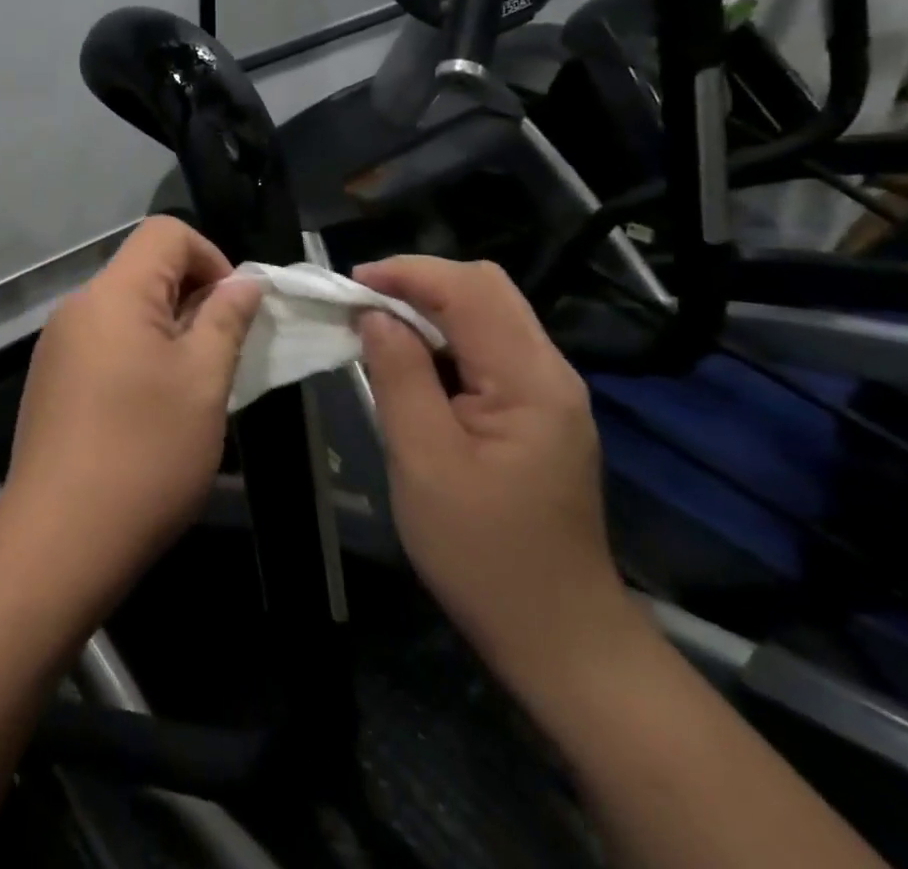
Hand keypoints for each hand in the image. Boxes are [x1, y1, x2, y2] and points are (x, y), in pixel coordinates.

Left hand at [1, 217, 261, 597]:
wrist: (59, 540)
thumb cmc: (145, 453)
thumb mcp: (203, 382)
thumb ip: (226, 319)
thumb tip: (245, 281)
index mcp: (114, 292)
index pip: (166, 232)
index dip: (211, 257)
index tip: (233, 311)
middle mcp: (78, 305)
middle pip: (144, 268)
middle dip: (193, 297)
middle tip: (220, 355)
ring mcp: (58, 344)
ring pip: (126, 309)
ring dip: (168, 330)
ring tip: (191, 387)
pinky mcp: (51, 379)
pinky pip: (104, 341)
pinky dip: (137, 354)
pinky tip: (150, 409)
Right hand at [353, 256, 640, 697]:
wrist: (557, 635)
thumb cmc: (483, 553)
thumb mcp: (424, 461)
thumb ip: (399, 376)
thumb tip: (373, 314)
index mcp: (530, 380)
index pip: (469, 289)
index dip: (407, 273)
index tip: (350, 285)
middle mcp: (549, 371)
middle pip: (486, 288)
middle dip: (419, 282)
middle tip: (362, 305)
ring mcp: (548, 391)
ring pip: (488, 313)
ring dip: (430, 308)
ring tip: (375, 328)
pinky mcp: (537, 410)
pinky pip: (488, 347)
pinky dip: (444, 338)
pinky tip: (410, 362)